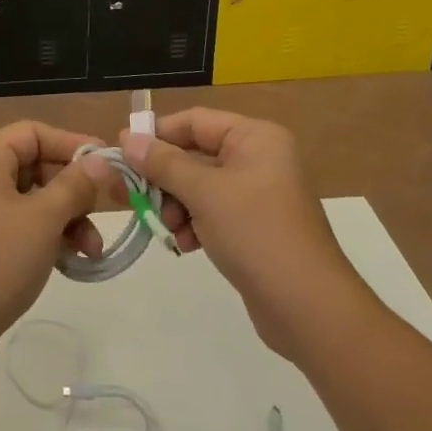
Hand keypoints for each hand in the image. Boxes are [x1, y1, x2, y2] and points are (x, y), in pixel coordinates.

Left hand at [0, 121, 119, 377]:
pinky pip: (23, 224)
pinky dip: (48, 236)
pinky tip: (73, 261)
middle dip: (74, 191)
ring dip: (67, 219)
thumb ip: (75, 185)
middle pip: (37, 165)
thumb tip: (101, 160)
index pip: (35, 133)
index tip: (108, 164)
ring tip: (92, 251)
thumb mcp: (43, 220)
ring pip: (34, 199)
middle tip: (105, 213)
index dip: (73, 144)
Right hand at [122, 108, 365, 360]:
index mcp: (255, 137)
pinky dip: (193, 224)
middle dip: (165, 178)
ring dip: (176, 205)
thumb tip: (127, 139)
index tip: (122, 153)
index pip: (194, 121)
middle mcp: (258, 157)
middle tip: (134, 198)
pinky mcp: (253, 225)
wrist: (309, 308)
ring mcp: (257, 193)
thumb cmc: (256, 234)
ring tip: (168, 229)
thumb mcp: (204, 193)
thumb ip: (163, 163)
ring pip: (199, 186)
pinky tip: (185, 245)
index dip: (157, 135)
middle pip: (195, 154)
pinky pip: (212, 211)